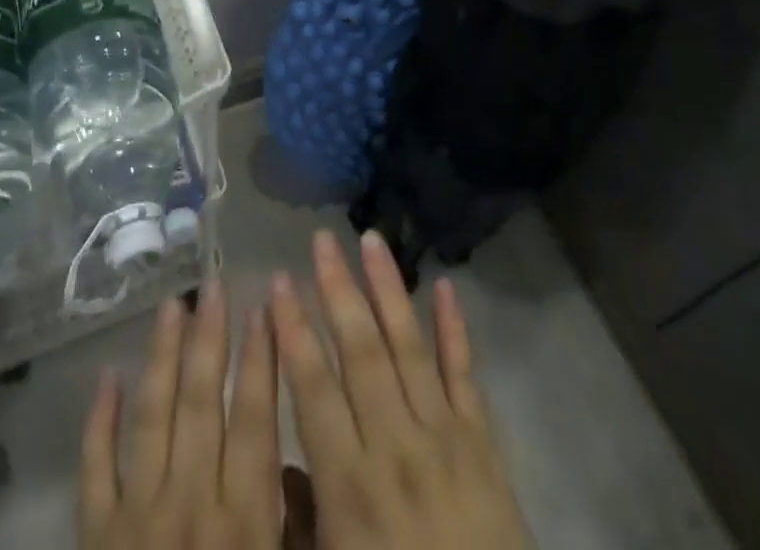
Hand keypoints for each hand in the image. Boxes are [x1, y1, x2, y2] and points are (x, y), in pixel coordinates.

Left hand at [78, 282, 285, 549]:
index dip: (260, 360)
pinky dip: (99, 420)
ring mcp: (137, 517)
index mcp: (243, 522)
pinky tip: (108, 375)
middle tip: (213, 284)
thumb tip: (305, 466)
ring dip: (162, 356)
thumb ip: (299, 529)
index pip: (255, 422)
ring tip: (171, 304)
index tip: (264, 305)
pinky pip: (95, 468)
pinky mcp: (96, 536)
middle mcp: (190, 502)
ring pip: (151, 417)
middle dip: (210, 337)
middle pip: (200, 403)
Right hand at [269, 230, 529, 549]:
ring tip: (371, 239)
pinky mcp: (483, 444)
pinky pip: (466, 375)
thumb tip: (276, 466)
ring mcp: (445, 438)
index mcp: (350, 484)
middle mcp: (395, 446)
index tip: (278, 280)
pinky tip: (444, 285)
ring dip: (388, 289)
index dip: (293, 330)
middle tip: (321, 238)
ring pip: (410, 347)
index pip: (313, 387)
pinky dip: (455, 328)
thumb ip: (299, 521)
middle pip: (361, 352)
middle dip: (338, 289)